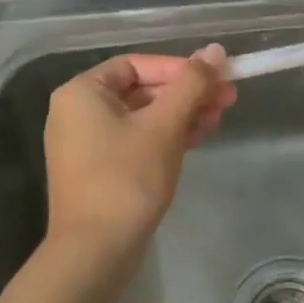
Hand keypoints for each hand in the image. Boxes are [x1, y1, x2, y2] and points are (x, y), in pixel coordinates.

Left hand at [42, 45, 235, 271]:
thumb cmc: (127, 179)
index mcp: (82, 92)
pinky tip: (195, 142)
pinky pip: (134, 139)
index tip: (216, 80)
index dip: (180, 68)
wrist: (94, 252)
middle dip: (185, 94)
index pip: (138, 64)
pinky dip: (164, 137)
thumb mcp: (164, 126)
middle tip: (226, 100)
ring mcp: (85, 143)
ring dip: (180, 115)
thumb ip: (191, 84)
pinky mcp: (97, 169)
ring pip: (141, 116)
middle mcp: (77, 111)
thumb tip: (216, 50)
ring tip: (216, 123)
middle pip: (141, 89)